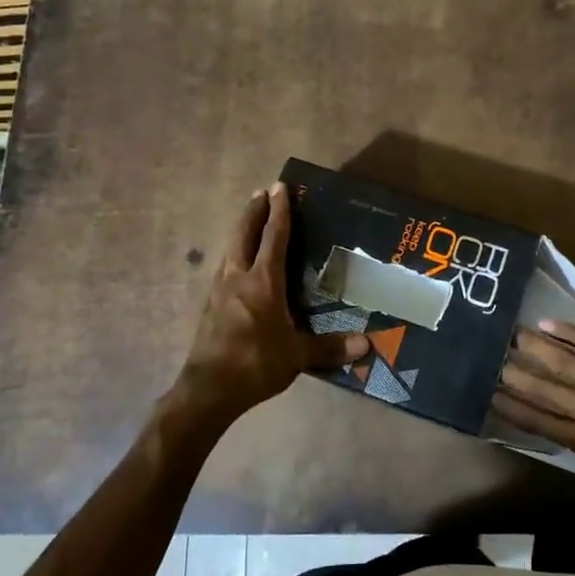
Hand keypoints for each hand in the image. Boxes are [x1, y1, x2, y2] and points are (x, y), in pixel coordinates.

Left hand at [172, 182, 367, 424]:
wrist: (208, 389)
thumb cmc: (255, 363)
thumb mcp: (297, 356)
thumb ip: (330, 347)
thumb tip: (366, 345)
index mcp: (263, 281)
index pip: (274, 237)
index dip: (279, 211)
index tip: (280, 187)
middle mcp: (238, 277)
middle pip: (244, 234)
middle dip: (254, 212)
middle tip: (261, 193)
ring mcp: (219, 291)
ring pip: (231, 250)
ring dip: (241, 231)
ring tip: (249, 222)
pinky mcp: (210, 307)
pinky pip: (224, 269)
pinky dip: (234, 255)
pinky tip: (236, 265)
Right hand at [495, 322, 574, 491]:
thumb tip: (567, 435)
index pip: (541, 423)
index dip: (512, 409)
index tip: (489, 396)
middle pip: (547, 389)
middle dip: (516, 375)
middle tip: (491, 360)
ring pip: (567, 361)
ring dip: (537, 348)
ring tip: (512, 335)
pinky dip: (572, 334)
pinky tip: (551, 325)